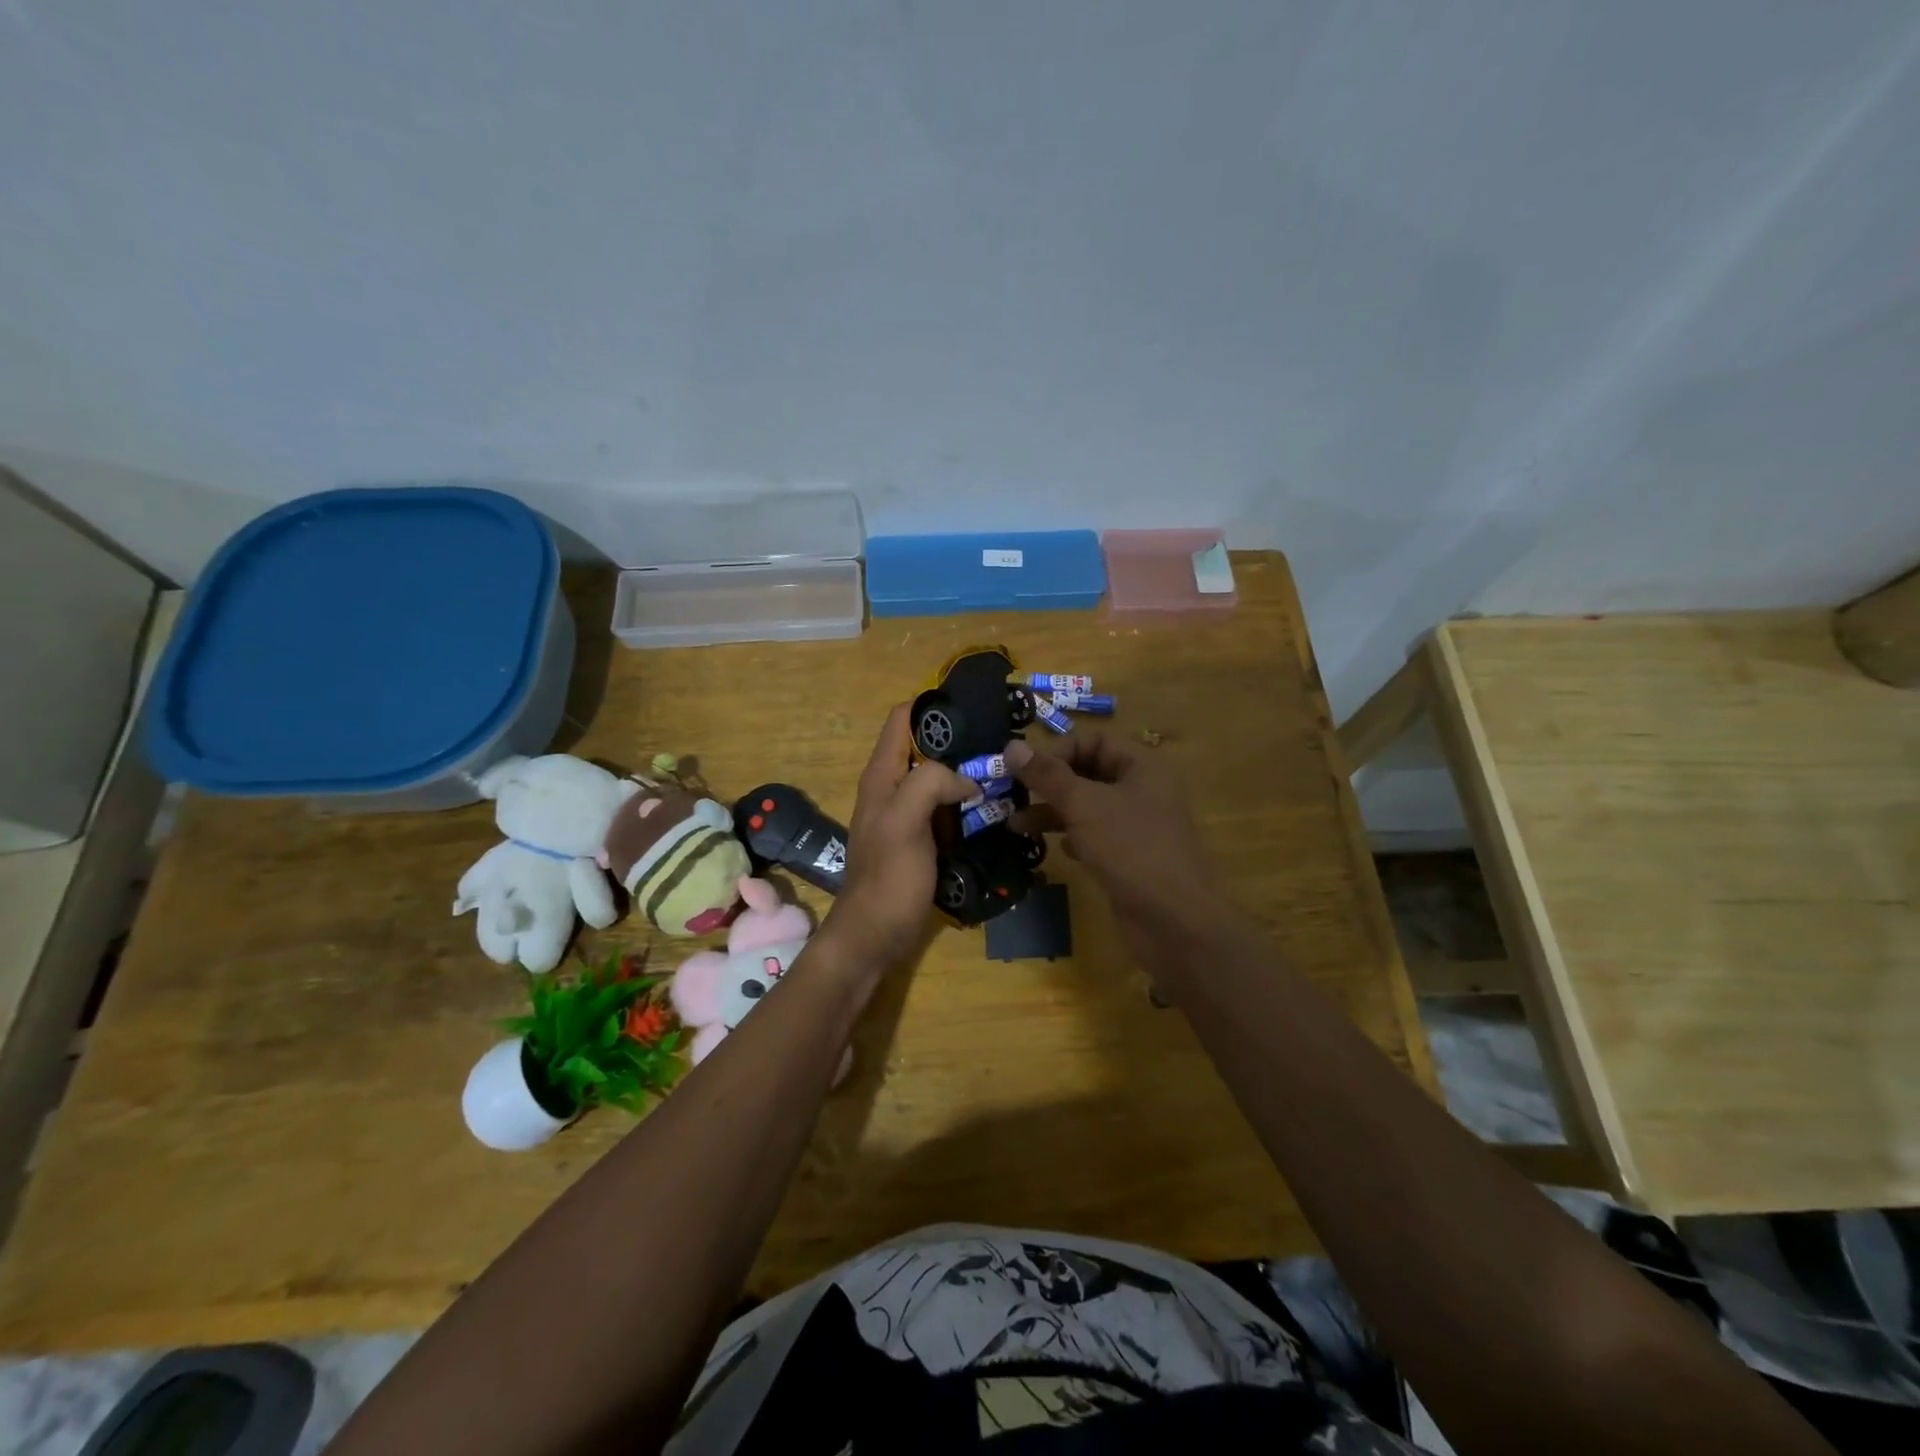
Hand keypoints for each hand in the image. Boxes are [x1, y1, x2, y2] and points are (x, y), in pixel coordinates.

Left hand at [819, 704, 973, 974]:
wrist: (875, 936)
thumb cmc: (887, 878)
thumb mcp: (904, 822)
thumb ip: (929, 783)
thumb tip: (966, 778)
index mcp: (882, 775)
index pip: (902, 719)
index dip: (933, 706)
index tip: (973, 708)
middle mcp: (892, 788)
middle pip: (925, 746)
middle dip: (959, 740)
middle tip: (1000, 742)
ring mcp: (907, 814)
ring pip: (939, 778)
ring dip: (967, 772)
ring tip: (1005, 770)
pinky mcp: (922, 838)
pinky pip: (947, 808)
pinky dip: (967, 802)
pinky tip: (994, 806)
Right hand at [1005, 732, 1223, 944]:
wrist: (1174, 922)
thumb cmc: (1131, 850)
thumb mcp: (1084, 806)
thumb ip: (1047, 776)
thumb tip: (1011, 746)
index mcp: (1143, 766)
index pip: (1093, 741)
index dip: (1057, 751)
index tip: (1023, 769)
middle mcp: (1143, 790)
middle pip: (1088, 773)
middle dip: (1049, 783)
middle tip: (1011, 794)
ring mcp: (1137, 826)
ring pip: (1087, 807)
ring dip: (1053, 812)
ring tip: (1015, 825)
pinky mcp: (1129, 857)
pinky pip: (1095, 836)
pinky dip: (1072, 837)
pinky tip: (1055, 849)